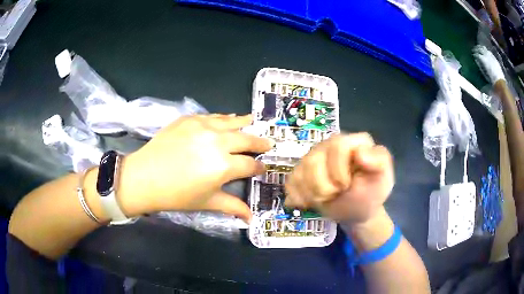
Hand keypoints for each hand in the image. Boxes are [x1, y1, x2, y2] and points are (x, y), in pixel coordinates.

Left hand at [120, 114, 273, 220]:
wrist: (143, 177)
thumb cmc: (176, 195)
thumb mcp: (207, 202)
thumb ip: (232, 206)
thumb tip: (251, 218)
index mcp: (224, 166)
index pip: (250, 164)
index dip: (259, 166)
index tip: (263, 167)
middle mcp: (218, 141)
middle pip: (247, 139)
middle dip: (260, 142)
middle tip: (268, 143)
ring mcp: (203, 126)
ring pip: (232, 122)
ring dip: (246, 123)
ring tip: (254, 121)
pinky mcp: (189, 119)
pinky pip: (213, 116)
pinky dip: (224, 119)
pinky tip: (227, 119)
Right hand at [285, 133, 393, 223]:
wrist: (355, 211)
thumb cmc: (371, 193)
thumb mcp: (383, 179)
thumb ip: (380, 162)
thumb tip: (360, 152)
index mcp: (353, 141)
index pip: (337, 146)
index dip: (338, 171)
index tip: (346, 186)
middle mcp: (330, 144)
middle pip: (313, 160)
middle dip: (324, 186)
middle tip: (336, 193)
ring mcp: (313, 156)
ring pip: (300, 171)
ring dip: (312, 193)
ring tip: (326, 198)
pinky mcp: (301, 170)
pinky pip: (291, 181)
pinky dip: (300, 196)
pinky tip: (311, 201)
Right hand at [473, 45, 504, 83]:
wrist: (500, 84)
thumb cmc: (492, 82)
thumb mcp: (485, 75)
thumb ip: (481, 66)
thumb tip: (477, 60)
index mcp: (484, 60)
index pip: (477, 54)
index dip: (474, 53)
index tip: (472, 54)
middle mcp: (487, 56)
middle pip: (480, 49)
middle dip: (477, 49)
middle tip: (474, 49)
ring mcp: (491, 57)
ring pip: (485, 49)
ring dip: (481, 48)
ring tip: (479, 48)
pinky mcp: (494, 59)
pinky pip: (489, 52)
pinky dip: (487, 51)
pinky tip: (486, 51)